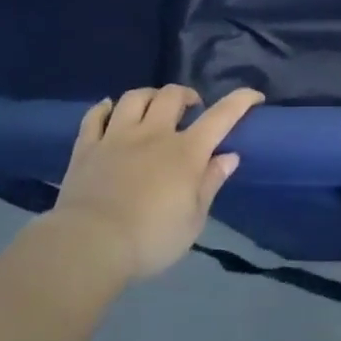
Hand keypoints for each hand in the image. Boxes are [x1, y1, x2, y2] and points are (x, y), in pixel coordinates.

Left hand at [51, 85, 262, 280]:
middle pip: (172, 95)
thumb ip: (210, 183)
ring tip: (154, 106)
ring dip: (149, 95)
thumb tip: (229, 156)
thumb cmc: (150, 239)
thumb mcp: (193, 220)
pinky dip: (104, 108)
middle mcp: (153, 134)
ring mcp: (117, 137)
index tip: (254, 96)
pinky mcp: (87, 147)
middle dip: (187, 95)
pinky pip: (95, 116)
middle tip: (191, 108)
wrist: (89, 245)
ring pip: (135, 97)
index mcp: (186, 152)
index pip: (221, 116)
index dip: (240, 100)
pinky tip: (109, 109)